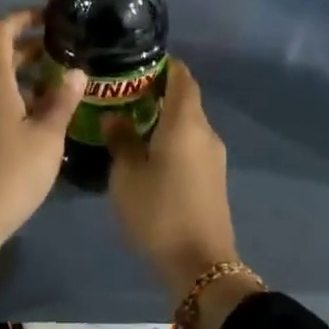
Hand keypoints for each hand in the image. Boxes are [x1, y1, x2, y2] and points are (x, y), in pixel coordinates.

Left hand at [0, 11, 84, 272]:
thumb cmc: (10, 174)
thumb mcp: (47, 138)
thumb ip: (62, 101)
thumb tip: (76, 72)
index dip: (22, 17)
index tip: (47, 16)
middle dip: (29, 49)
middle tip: (62, 51)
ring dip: (24, 78)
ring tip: (58, 86)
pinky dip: (15, 100)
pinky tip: (39, 120)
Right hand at [104, 58, 237, 301]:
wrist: (200, 265)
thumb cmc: (159, 212)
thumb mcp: (127, 176)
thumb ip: (121, 141)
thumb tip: (115, 117)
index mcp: (186, 123)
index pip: (182, 77)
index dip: (164, 65)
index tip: (137, 63)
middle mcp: (205, 132)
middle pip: (185, 100)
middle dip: (158, 92)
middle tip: (123, 93)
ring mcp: (214, 157)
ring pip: (188, 124)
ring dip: (164, 118)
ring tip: (130, 122)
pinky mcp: (213, 178)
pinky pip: (192, 145)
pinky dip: (172, 138)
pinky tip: (148, 151)